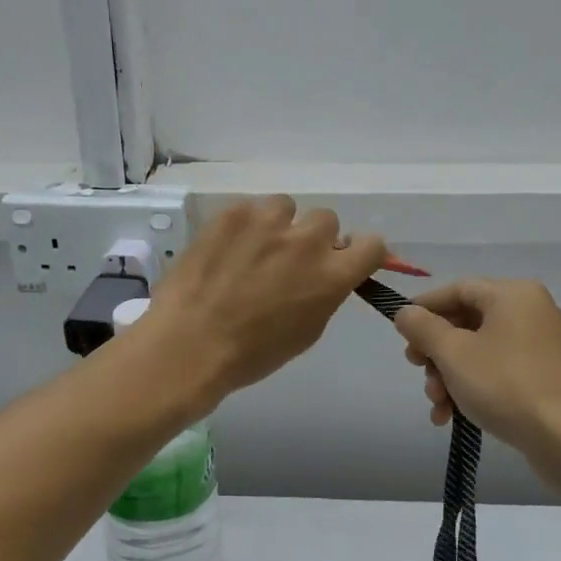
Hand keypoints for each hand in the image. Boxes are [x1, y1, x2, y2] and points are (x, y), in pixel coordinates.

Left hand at [143, 196, 385, 403]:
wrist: (189, 344)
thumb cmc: (252, 353)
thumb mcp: (306, 331)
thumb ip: (325, 293)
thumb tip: (326, 272)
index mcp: (332, 276)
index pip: (371, 243)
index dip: (358, 251)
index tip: (342, 259)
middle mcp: (306, 241)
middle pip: (326, 220)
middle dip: (312, 238)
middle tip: (286, 260)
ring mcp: (267, 222)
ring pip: (286, 207)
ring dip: (276, 225)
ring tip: (251, 249)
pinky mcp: (232, 213)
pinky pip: (249, 208)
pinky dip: (242, 225)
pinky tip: (224, 249)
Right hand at [393, 279, 560, 493]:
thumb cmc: (508, 385)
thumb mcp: (454, 354)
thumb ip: (423, 328)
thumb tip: (405, 313)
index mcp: (512, 294)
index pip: (458, 289)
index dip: (424, 308)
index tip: (400, 332)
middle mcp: (531, 312)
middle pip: (468, 322)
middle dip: (436, 351)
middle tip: (418, 370)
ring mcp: (542, 347)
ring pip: (481, 352)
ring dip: (450, 376)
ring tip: (437, 405)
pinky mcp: (547, 378)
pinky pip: (500, 373)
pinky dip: (474, 389)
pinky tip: (453, 417)